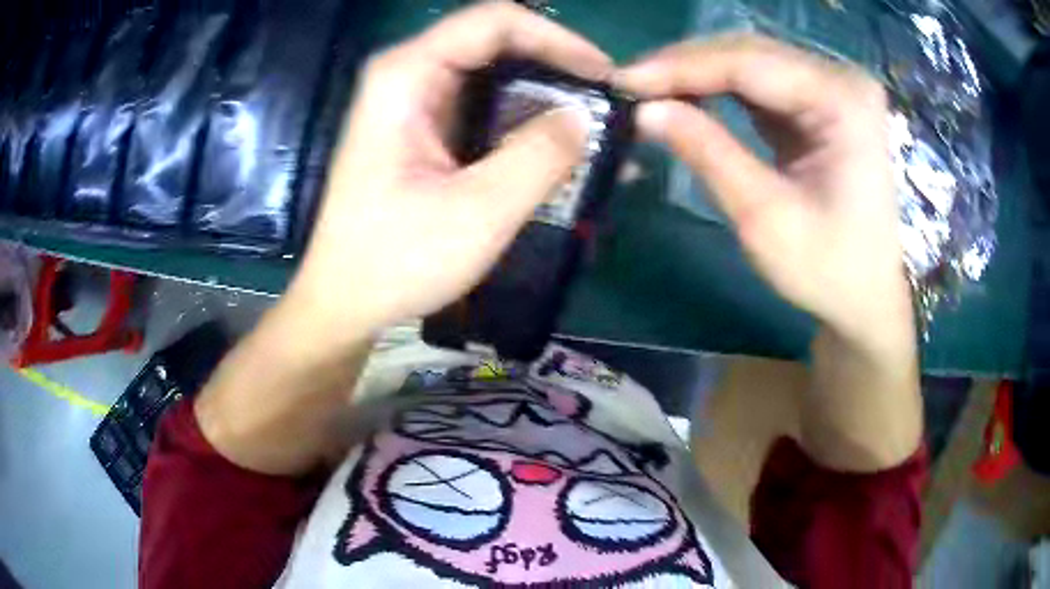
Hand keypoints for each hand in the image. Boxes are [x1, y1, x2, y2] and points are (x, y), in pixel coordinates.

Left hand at [285, 2, 611, 343]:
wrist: (345, 301)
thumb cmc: (396, 260)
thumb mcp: (478, 212)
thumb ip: (539, 156)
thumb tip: (586, 118)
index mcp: (408, 75)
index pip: (495, 22)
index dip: (558, 39)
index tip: (604, 76)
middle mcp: (410, 76)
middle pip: (498, 45)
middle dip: (559, 70)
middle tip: (608, 107)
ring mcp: (416, 104)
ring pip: (497, 78)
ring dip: (548, 101)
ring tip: (598, 133)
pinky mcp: (426, 132)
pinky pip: (487, 110)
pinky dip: (527, 126)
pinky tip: (563, 153)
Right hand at [617, 34, 912, 351]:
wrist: (871, 295)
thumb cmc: (830, 270)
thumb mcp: (766, 218)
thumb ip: (708, 154)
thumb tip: (645, 111)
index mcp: (842, 101)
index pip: (748, 62)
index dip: (680, 67)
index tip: (622, 81)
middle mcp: (840, 80)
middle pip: (749, 53)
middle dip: (685, 67)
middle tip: (629, 88)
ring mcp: (832, 88)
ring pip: (751, 62)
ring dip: (698, 76)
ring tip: (649, 93)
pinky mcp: (821, 103)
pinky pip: (761, 82)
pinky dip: (720, 90)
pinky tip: (687, 99)